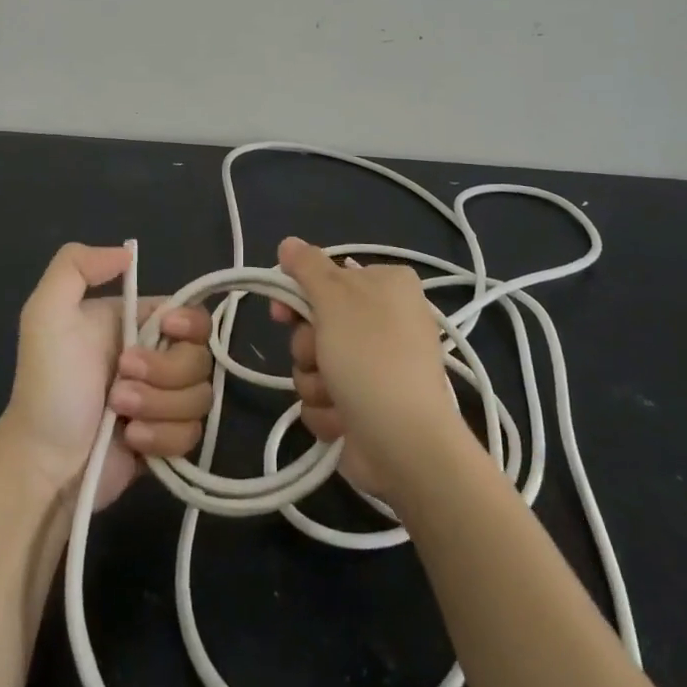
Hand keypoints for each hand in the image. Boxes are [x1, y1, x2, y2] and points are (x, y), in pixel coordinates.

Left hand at [0, 243, 213, 510]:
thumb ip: (76, 266)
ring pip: (201, 397)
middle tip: (120, 382)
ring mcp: (165, 401)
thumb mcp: (46, 313)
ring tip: (120, 413)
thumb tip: (127, 253)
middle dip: (164, 372)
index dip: (189, 324)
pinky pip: (193, 435)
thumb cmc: (48, 384)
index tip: (167, 330)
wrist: (42, 461)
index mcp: (138, 324)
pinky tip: (131, 439)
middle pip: (201, 357)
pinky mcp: (168, 440)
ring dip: (158, 405)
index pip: (194, 314)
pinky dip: (162, 437)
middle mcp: (158, 358)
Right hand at [271, 237, 460, 497]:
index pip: (327, 277)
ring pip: (314, 364)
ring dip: (315, 382)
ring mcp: (376, 366)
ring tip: (337, 395)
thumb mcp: (335, 298)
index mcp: (388, 285)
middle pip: (316, 323)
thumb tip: (288, 242)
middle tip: (321, 356)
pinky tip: (344, 419)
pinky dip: (328, 410)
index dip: (298, 296)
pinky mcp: (366, 405)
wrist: (404, 444)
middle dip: (308, 347)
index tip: (282, 313)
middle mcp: (385, 320)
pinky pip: (324, 399)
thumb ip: (307, 266)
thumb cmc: (370, 357)